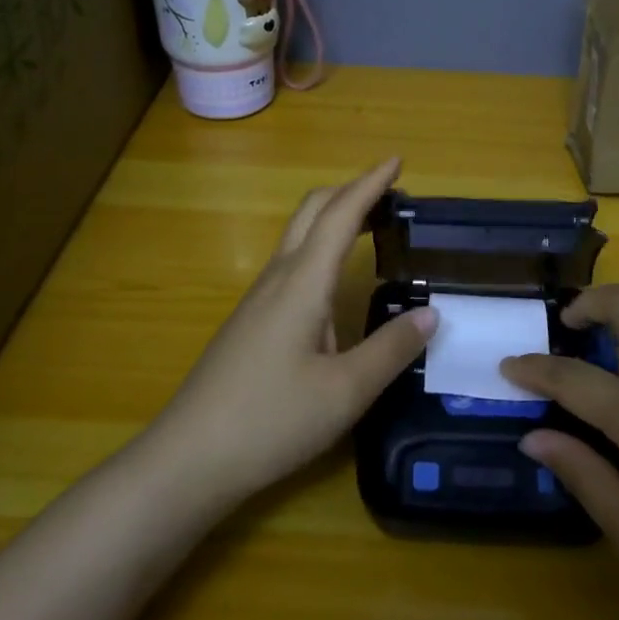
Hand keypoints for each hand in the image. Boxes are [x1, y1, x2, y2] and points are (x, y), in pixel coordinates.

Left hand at [146, 157, 436, 507]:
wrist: (188, 459)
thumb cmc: (270, 420)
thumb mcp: (345, 392)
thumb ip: (391, 350)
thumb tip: (430, 314)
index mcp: (301, 283)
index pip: (339, 215)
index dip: (370, 184)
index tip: (397, 160)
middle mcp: (277, 279)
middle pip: (310, 213)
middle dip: (349, 191)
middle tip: (389, 192)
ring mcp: (258, 301)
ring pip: (297, 238)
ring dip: (333, 219)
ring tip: (370, 227)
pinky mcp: (250, 323)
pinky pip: (291, 266)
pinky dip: (320, 250)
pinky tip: (334, 284)